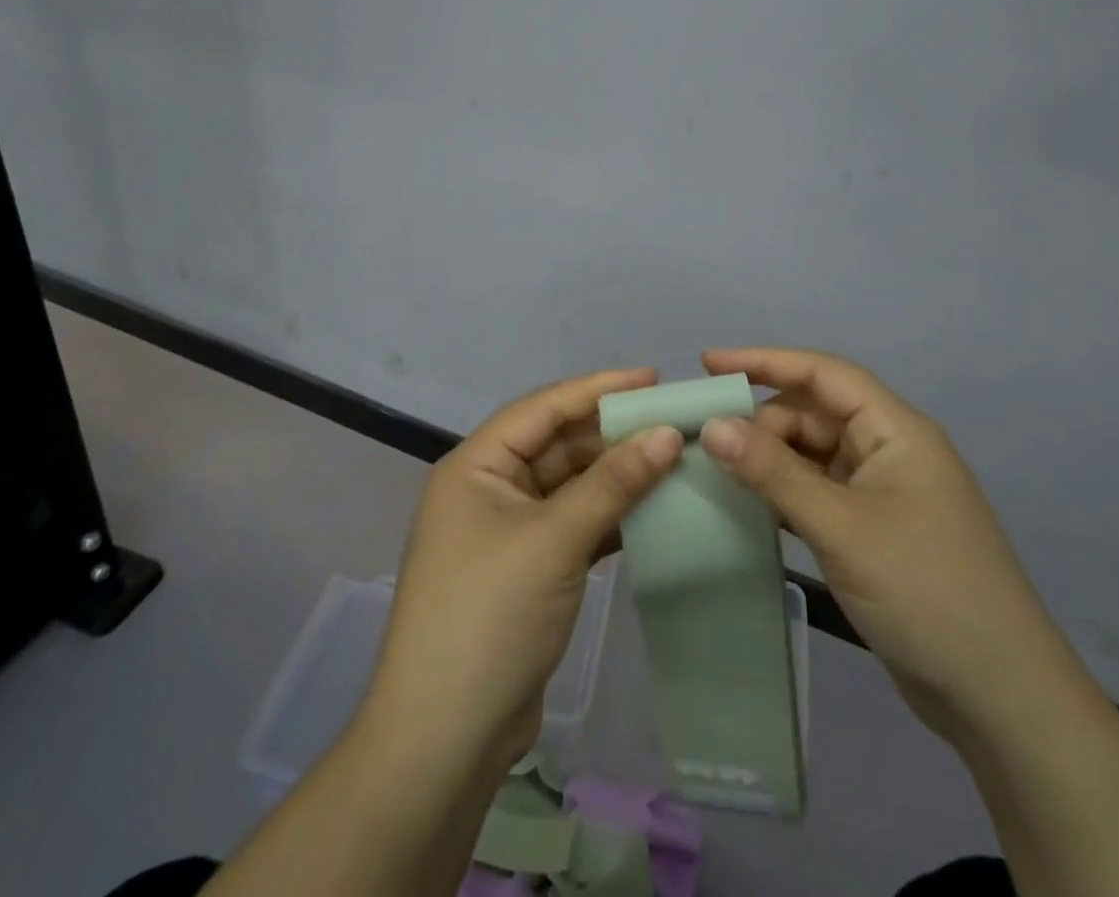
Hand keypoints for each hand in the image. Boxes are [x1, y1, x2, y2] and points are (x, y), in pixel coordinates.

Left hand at [362, 368, 684, 774]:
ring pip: (570, 486)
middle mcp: (488, 488)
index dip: (598, 389)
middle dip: (613, 435)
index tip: (654, 378)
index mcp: (476, 465)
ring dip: (616, 476)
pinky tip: (653, 510)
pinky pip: (574, 524)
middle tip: (674, 422)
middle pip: (558, 444)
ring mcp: (508, 531)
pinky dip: (610, 516)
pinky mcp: (528, 569)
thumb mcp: (554, 541)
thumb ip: (612, 484)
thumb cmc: (489, 616)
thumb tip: (668, 434)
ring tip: (674, 460)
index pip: (543, 408)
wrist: (444, 740)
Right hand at [698, 347, 1082, 743]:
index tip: (708, 363)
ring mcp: (884, 493)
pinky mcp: (875, 530)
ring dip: (770, 459)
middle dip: (761, 421)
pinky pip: (819, 492)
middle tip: (706, 445)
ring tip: (716, 472)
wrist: (1001, 698)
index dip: (764, 360)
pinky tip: (750, 506)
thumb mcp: (841, 527)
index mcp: (895, 430)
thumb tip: (712, 425)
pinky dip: (785, 493)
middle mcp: (890, 450)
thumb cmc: (925, 591)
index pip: (823, 373)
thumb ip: (774, 473)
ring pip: (814, 454)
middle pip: (814, 414)